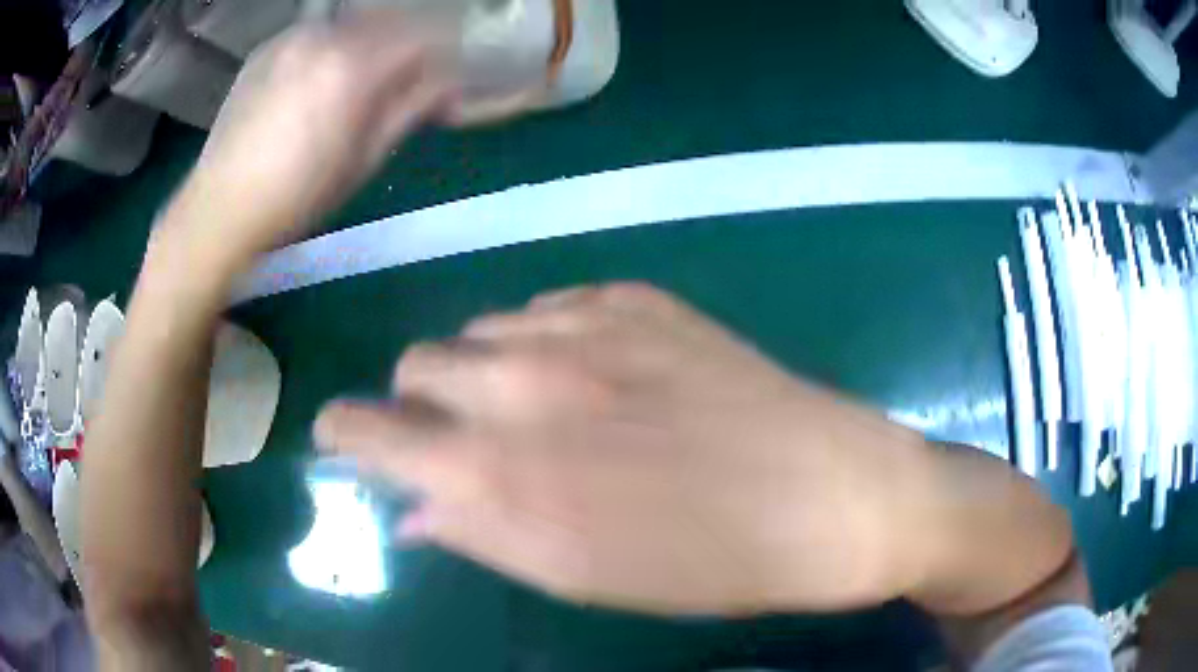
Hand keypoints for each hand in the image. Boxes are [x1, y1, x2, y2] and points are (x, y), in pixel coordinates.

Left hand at [164, 12, 458, 267]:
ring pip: (353, 23)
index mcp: (354, 66)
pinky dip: (334, 46)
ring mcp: (291, 37)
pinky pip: (317, 33)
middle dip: (411, 44)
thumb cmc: (296, 197)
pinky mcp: (267, 47)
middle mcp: (324, 36)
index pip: (424, 36)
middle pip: (391, 20)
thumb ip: (411, 108)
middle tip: (410, 79)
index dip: (445, 55)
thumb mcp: (365, 159)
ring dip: (371, 43)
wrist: (219, 209)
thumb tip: (450, 84)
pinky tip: (320, 80)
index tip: (448, 80)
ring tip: (361, 81)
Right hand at [315, 283, 938, 614]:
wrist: (827, 494)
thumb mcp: (581, 577)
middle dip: (422, 400)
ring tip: (544, 409)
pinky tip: (598, 375)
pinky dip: (546, 341)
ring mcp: (585, 323)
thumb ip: (480, 533)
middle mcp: (525, 377)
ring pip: (485, 329)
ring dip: (488, 369)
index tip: (342, 435)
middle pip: (420, 361)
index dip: (345, 430)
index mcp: (502, 467)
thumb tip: (412, 505)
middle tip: (463, 435)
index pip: (372, 428)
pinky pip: (550, 308)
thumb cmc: (705, 562)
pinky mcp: (638, 298)